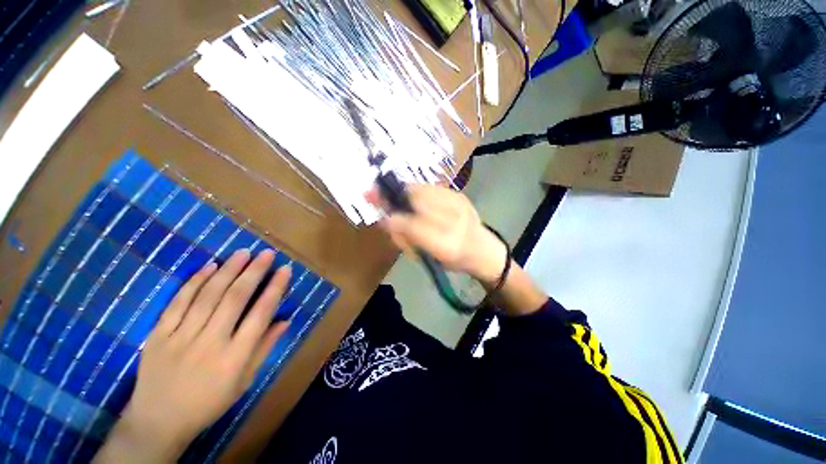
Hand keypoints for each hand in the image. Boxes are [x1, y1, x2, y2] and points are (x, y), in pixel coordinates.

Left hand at [95, 249, 290, 462]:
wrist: (158, 421)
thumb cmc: (209, 402)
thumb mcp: (244, 381)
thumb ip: (264, 348)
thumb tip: (285, 320)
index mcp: (234, 357)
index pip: (260, 314)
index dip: (275, 289)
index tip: (284, 269)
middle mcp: (209, 343)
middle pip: (234, 299)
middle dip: (253, 272)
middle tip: (266, 253)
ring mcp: (180, 338)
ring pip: (207, 296)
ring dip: (227, 270)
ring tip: (243, 252)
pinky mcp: (158, 335)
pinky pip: (178, 302)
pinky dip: (195, 282)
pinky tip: (209, 266)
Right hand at [370, 185, 507, 286]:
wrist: (482, 248)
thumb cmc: (452, 260)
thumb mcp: (427, 258)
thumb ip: (405, 239)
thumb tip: (384, 219)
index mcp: (447, 246)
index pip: (414, 228)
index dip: (392, 217)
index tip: (371, 206)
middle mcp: (455, 223)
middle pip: (416, 202)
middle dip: (392, 196)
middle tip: (372, 193)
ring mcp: (459, 205)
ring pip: (422, 190)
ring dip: (403, 191)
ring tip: (392, 195)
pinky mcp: (460, 194)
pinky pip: (431, 187)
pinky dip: (416, 189)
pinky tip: (411, 195)